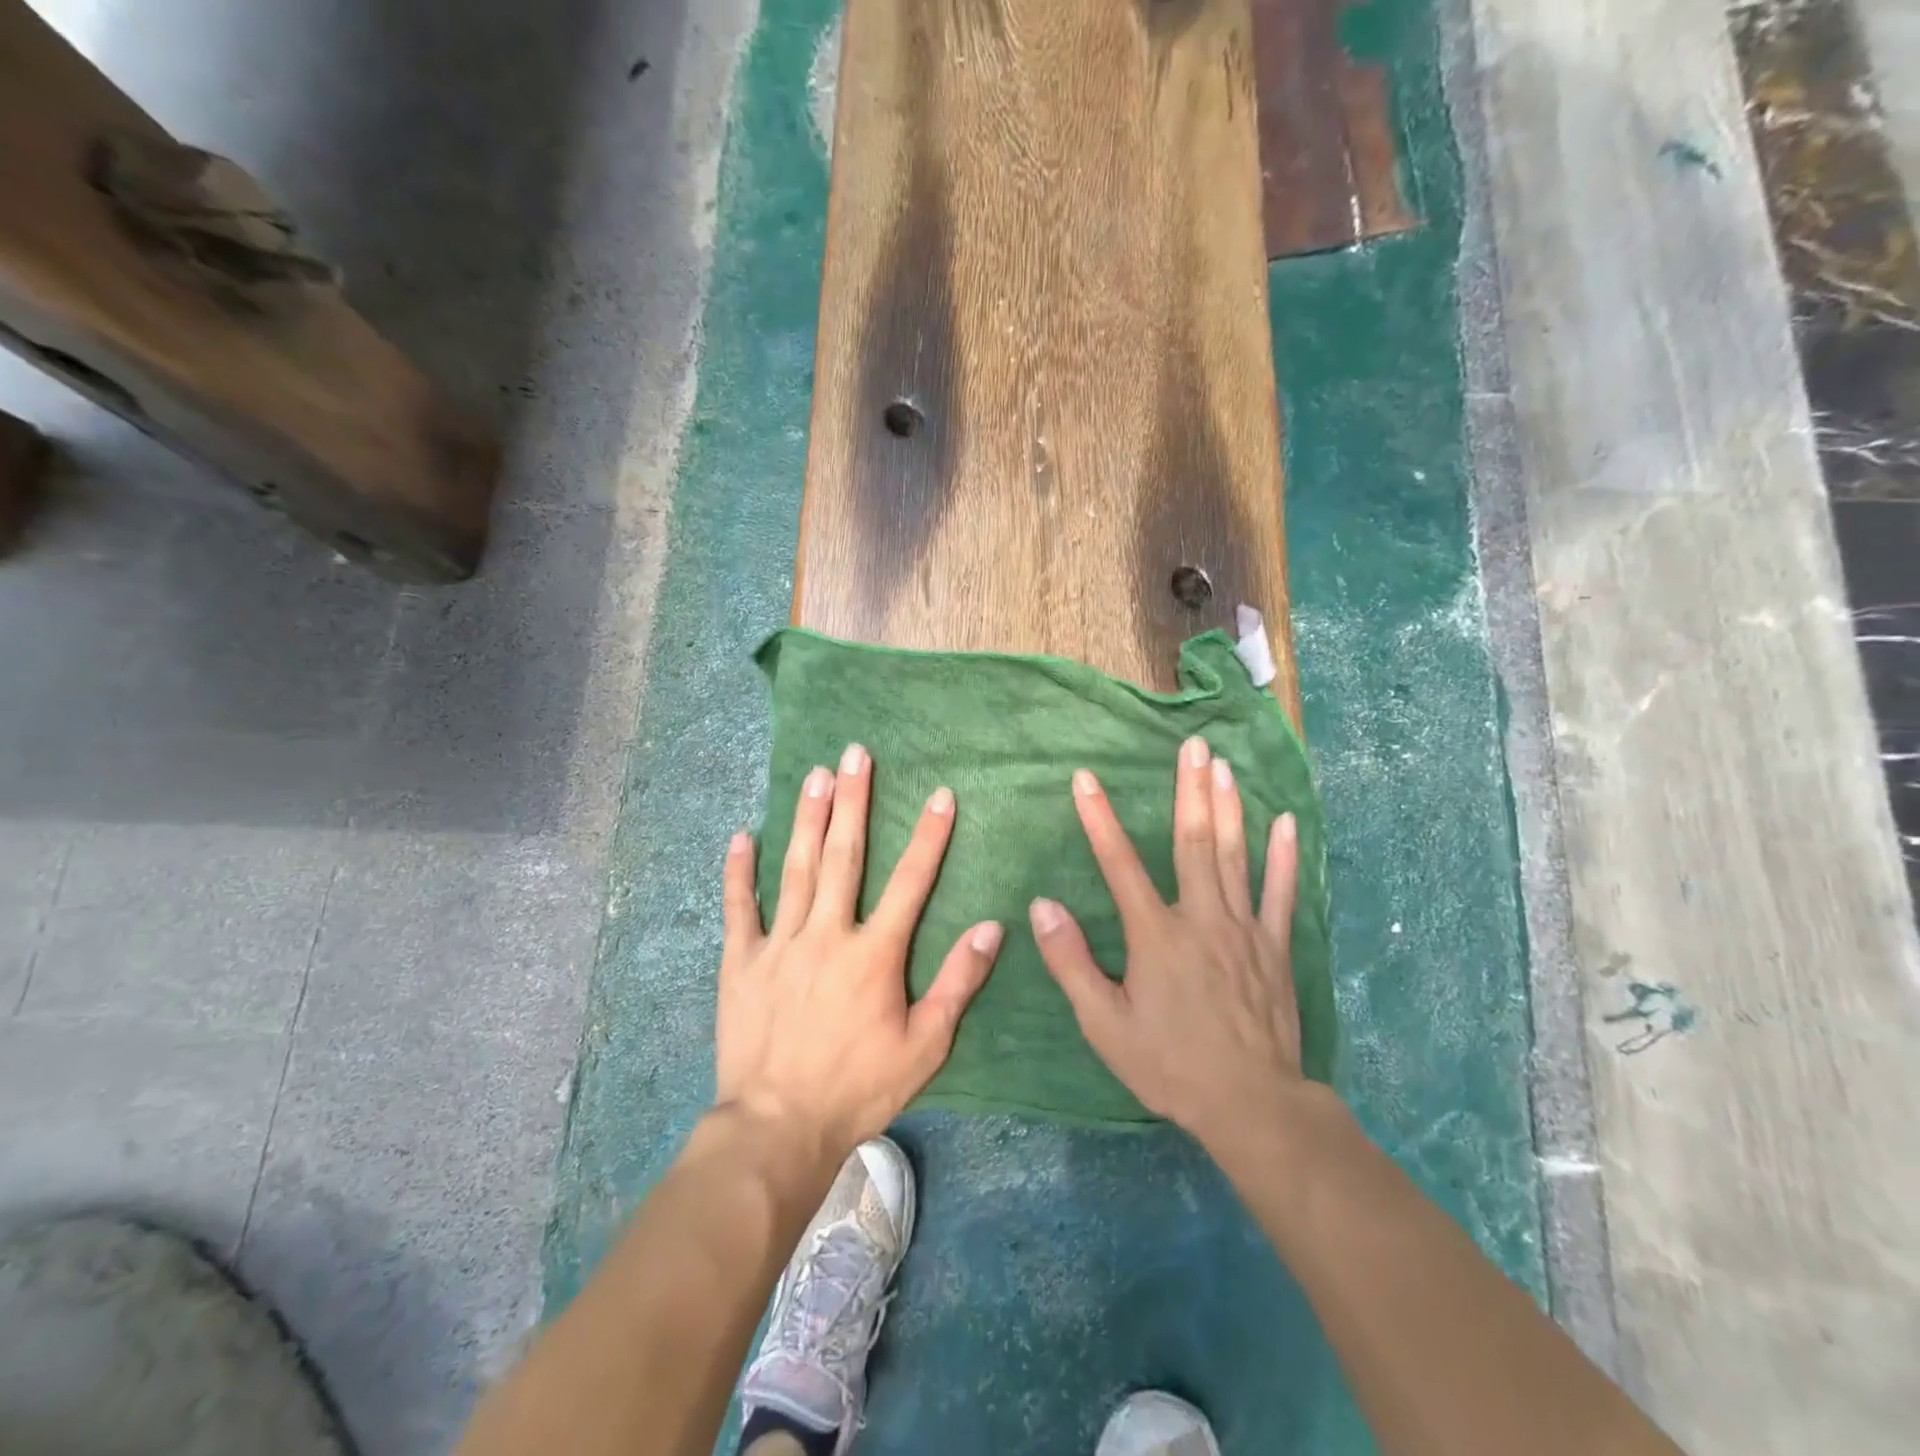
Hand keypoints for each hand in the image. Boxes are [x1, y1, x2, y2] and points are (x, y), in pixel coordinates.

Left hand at [716, 743, 1003, 1157]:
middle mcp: (827, 934)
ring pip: (796, 868)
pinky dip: (739, 871)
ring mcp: (779, 944)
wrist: (777, 1129)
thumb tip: (992, 928)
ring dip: (808, 818)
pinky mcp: (740, 962)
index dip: (928, 836)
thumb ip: (958, 982)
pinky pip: (739, 908)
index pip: (910, 881)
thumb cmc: (858, 1087)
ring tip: (816, 774)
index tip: (940, 794)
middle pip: (844, 856)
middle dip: (853, 801)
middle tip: (856, 754)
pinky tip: (742, 835)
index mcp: (874, 953)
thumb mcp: (925, 1045)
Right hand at [1029, 735, 1307, 1160]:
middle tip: (1193, 744)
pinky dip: (1283, 856)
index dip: (1099, 819)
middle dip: (1189, 789)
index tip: (1085, 778)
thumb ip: (1072, 962)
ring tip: (1224, 765)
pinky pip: (1282, 893)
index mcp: (1156, 935)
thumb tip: (1043, 906)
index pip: (1119, 864)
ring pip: (1235, 856)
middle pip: (1193, 842)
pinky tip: (1285, 822)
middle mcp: (1201, 918)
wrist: (1251, 1104)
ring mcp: (1244, 929)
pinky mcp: (1275, 947)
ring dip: (1229, 807)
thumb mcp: (1105, 1024)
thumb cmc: (1169, 1064)